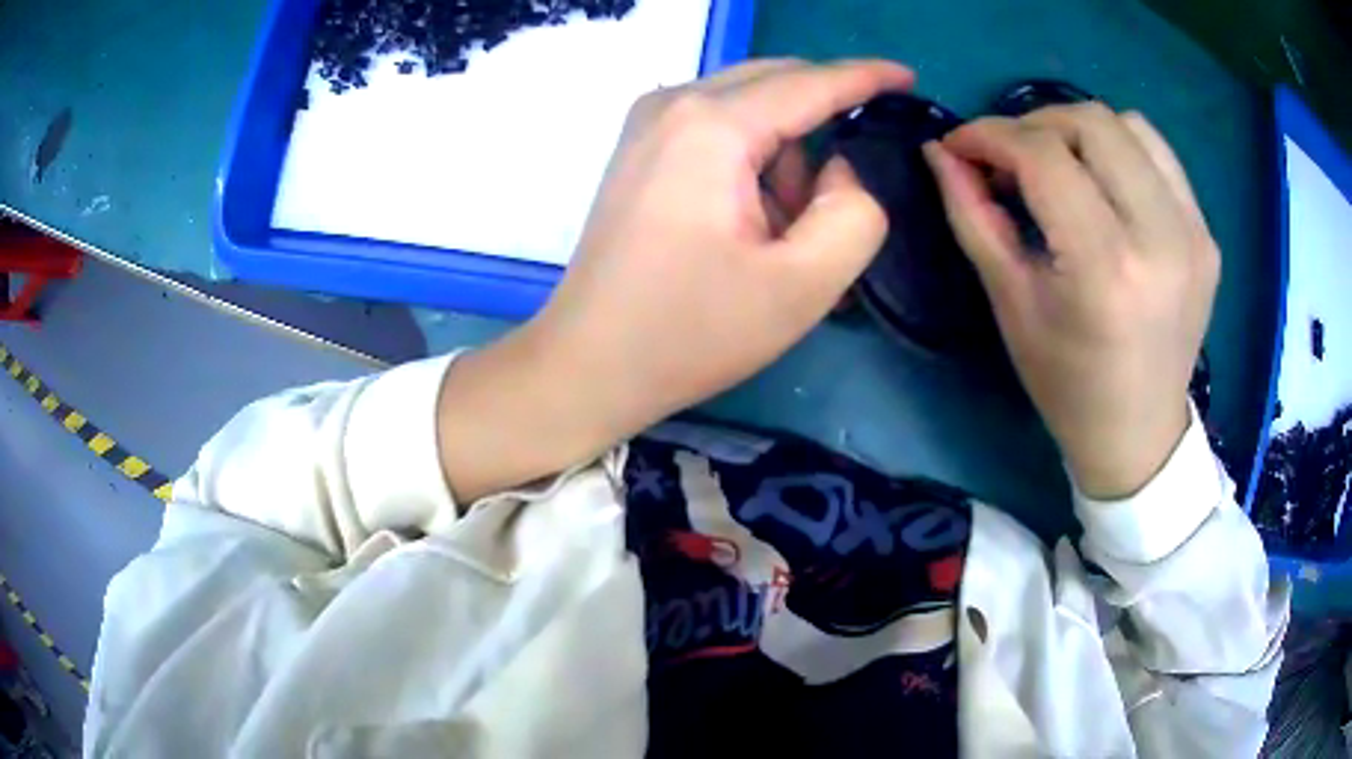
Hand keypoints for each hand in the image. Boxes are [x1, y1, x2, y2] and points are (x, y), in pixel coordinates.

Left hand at [439, 59, 911, 502]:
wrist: (590, 362)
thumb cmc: (692, 331)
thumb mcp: (803, 284)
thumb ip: (853, 213)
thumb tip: (839, 168)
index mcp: (713, 125)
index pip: (810, 82)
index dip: (866, 76)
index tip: (908, 79)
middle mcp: (674, 103)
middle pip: (777, 82)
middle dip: (823, 122)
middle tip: (840, 193)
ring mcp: (648, 123)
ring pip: (748, 107)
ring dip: (785, 154)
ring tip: (779, 233)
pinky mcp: (639, 148)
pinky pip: (718, 126)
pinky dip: (751, 161)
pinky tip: (746, 221)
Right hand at [924, 104, 1219, 498]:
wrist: (1140, 433)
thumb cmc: (1067, 385)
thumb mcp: (1011, 305)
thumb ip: (973, 217)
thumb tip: (940, 151)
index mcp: (1104, 270)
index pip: (1044, 157)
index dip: (991, 135)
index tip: (961, 144)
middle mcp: (1160, 239)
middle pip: (1091, 123)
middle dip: (1035, 124)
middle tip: (1011, 156)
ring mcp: (1193, 234)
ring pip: (1130, 126)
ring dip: (1081, 131)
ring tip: (1060, 166)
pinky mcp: (1206, 235)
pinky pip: (1160, 157)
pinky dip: (1122, 151)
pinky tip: (1105, 183)